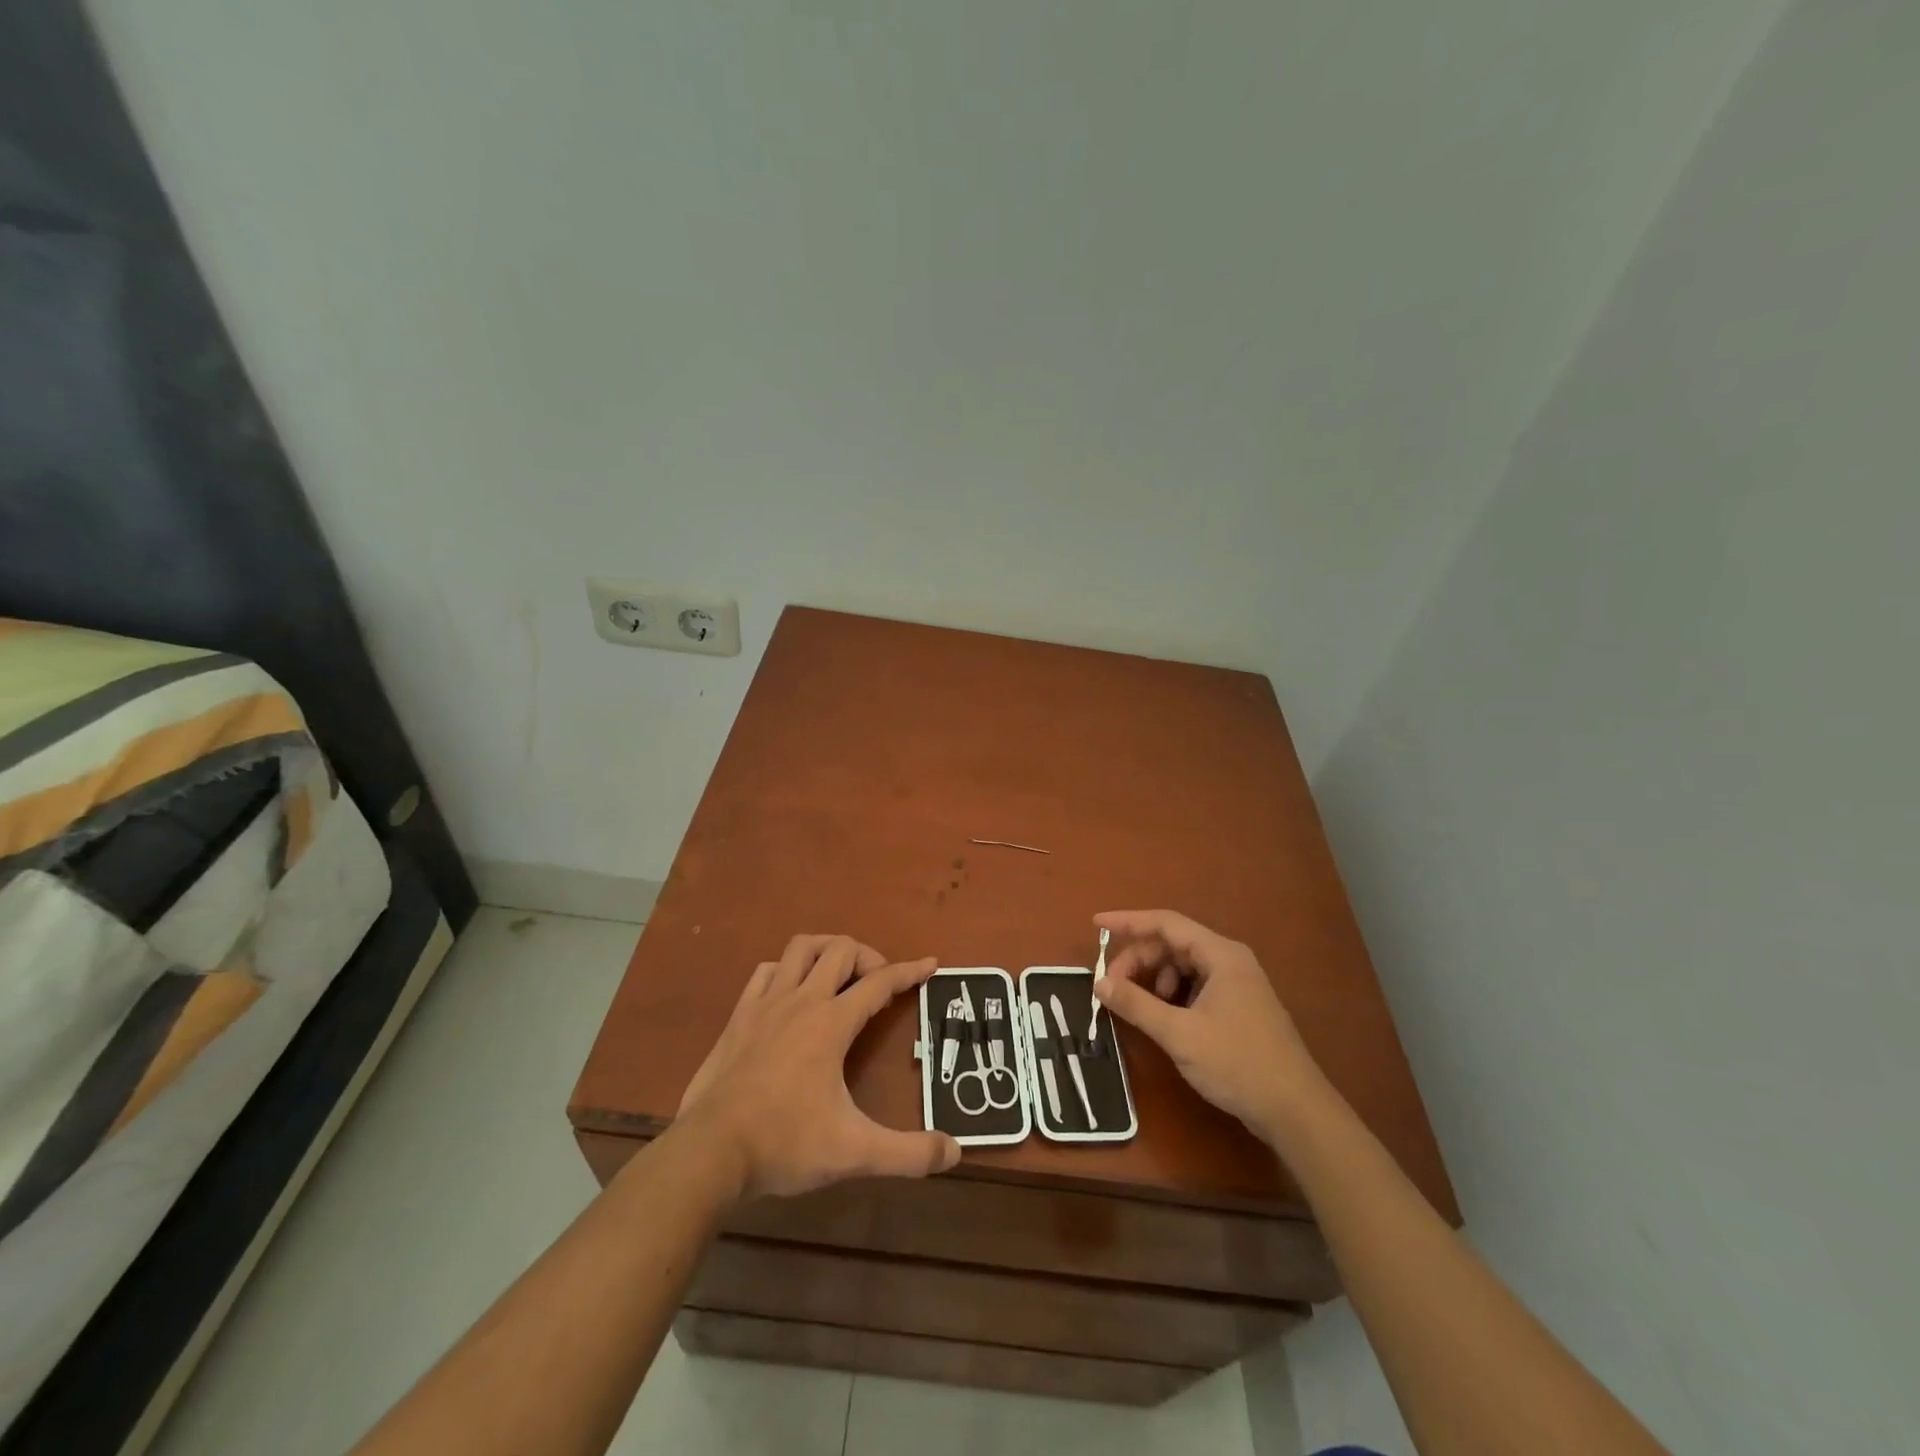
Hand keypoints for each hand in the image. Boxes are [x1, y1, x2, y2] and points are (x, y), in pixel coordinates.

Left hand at [677, 934, 960, 1200]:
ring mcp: (766, 1004)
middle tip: (880, 983)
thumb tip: (954, 1152)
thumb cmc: (785, 1144)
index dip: (909, 972)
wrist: (710, 1152)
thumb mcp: (854, 1152)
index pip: (879, 983)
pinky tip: (792, 991)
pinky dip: (787, 969)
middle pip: (841, 950)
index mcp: (831, 1023)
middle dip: (869, 956)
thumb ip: (908, 1153)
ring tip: (840, 974)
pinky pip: (767, 971)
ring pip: (801, 948)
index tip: (930, 963)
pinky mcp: (739, 1016)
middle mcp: (801, 1001)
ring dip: (827, 950)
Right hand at [1093, 909, 1323, 1137]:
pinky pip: (1196, 985)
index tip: (1096, 925)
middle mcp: (1230, 961)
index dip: (1128, 922)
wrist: (1296, 1111)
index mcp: (1221, 955)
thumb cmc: (1237, 1063)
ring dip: (1155, 978)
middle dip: (1139, 959)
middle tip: (1111, 986)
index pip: (1166, 923)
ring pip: (1184, 966)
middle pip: (1173, 944)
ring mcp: (1238, 984)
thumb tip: (1100, 982)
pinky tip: (1164, 1017)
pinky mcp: (1239, 1007)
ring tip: (1139, 1005)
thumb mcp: (1179, 1034)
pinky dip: (1173, 994)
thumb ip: (1137, 1004)